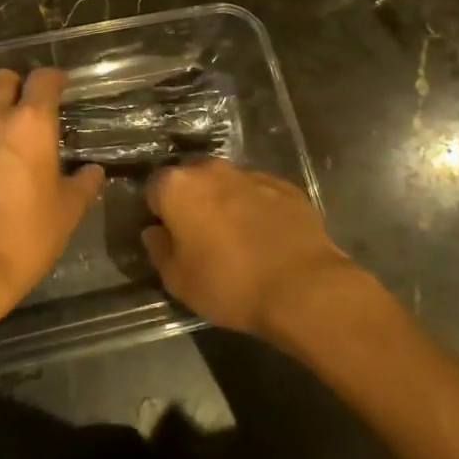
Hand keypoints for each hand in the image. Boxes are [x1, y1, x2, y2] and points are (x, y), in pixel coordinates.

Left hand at [0, 67, 105, 327]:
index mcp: (31, 124)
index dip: (54, 78)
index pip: (42, 80)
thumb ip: (82, 184)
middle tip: (33, 104)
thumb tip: (92, 172)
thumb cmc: (27, 234)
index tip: (63, 86)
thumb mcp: (67, 211)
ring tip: (12, 132)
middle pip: (1, 79)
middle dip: (18, 84)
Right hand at [143, 159, 360, 338]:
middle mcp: (212, 170)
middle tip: (200, 237)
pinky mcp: (286, 187)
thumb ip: (159, 250)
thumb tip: (155, 232)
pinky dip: (257, 209)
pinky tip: (266, 238)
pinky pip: (260, 194)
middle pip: (192, 180)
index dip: (159, 213)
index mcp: (178, 186)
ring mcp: (252, 175)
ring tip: (237, 239)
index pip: (155, 189)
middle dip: (192, 201)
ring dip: (225, 203)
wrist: (304, 288)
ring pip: (227, 184)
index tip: (169, 236)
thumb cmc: (229, 284)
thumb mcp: (178, 281)